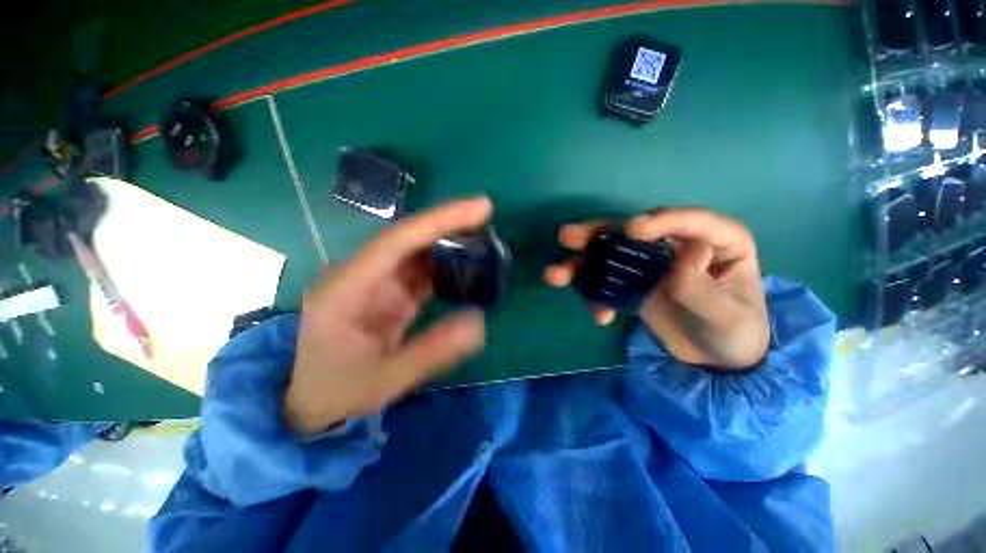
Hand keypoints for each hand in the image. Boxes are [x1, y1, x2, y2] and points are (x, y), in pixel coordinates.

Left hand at [284, 199, 490, 433]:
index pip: (398, 240)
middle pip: (408, 238)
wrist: (309, 401)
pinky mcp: (388, 292)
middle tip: (487, 217)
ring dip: (448, 242)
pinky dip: (444, 265)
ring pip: (416, 251)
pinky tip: (465, 266)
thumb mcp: (385, 379)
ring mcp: (375, 282)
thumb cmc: (336, 390)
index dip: (439, 220)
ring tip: (482, 240)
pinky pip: (420, 270)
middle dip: (448, 224)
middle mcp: (361, 274)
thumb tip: (480, 322)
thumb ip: (432, 351)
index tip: (480, 208)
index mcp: (348, 287)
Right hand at [544, 208, 769, 369]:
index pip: (689, 221)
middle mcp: (677, 246)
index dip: (659, 220)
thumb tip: (684, 252)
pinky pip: (607, 282)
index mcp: (717, 243)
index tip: (630, 230)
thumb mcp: (726, 317)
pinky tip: (600, 316)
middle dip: (597, 235)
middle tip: (566, 237)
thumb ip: (703, 288)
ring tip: (554, 275)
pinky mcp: (634, 284)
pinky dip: (595, 295)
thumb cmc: (734, 335)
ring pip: (610, 255)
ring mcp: (651, 265)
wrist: (715, 361)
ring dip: (581, 264)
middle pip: (633, 233)